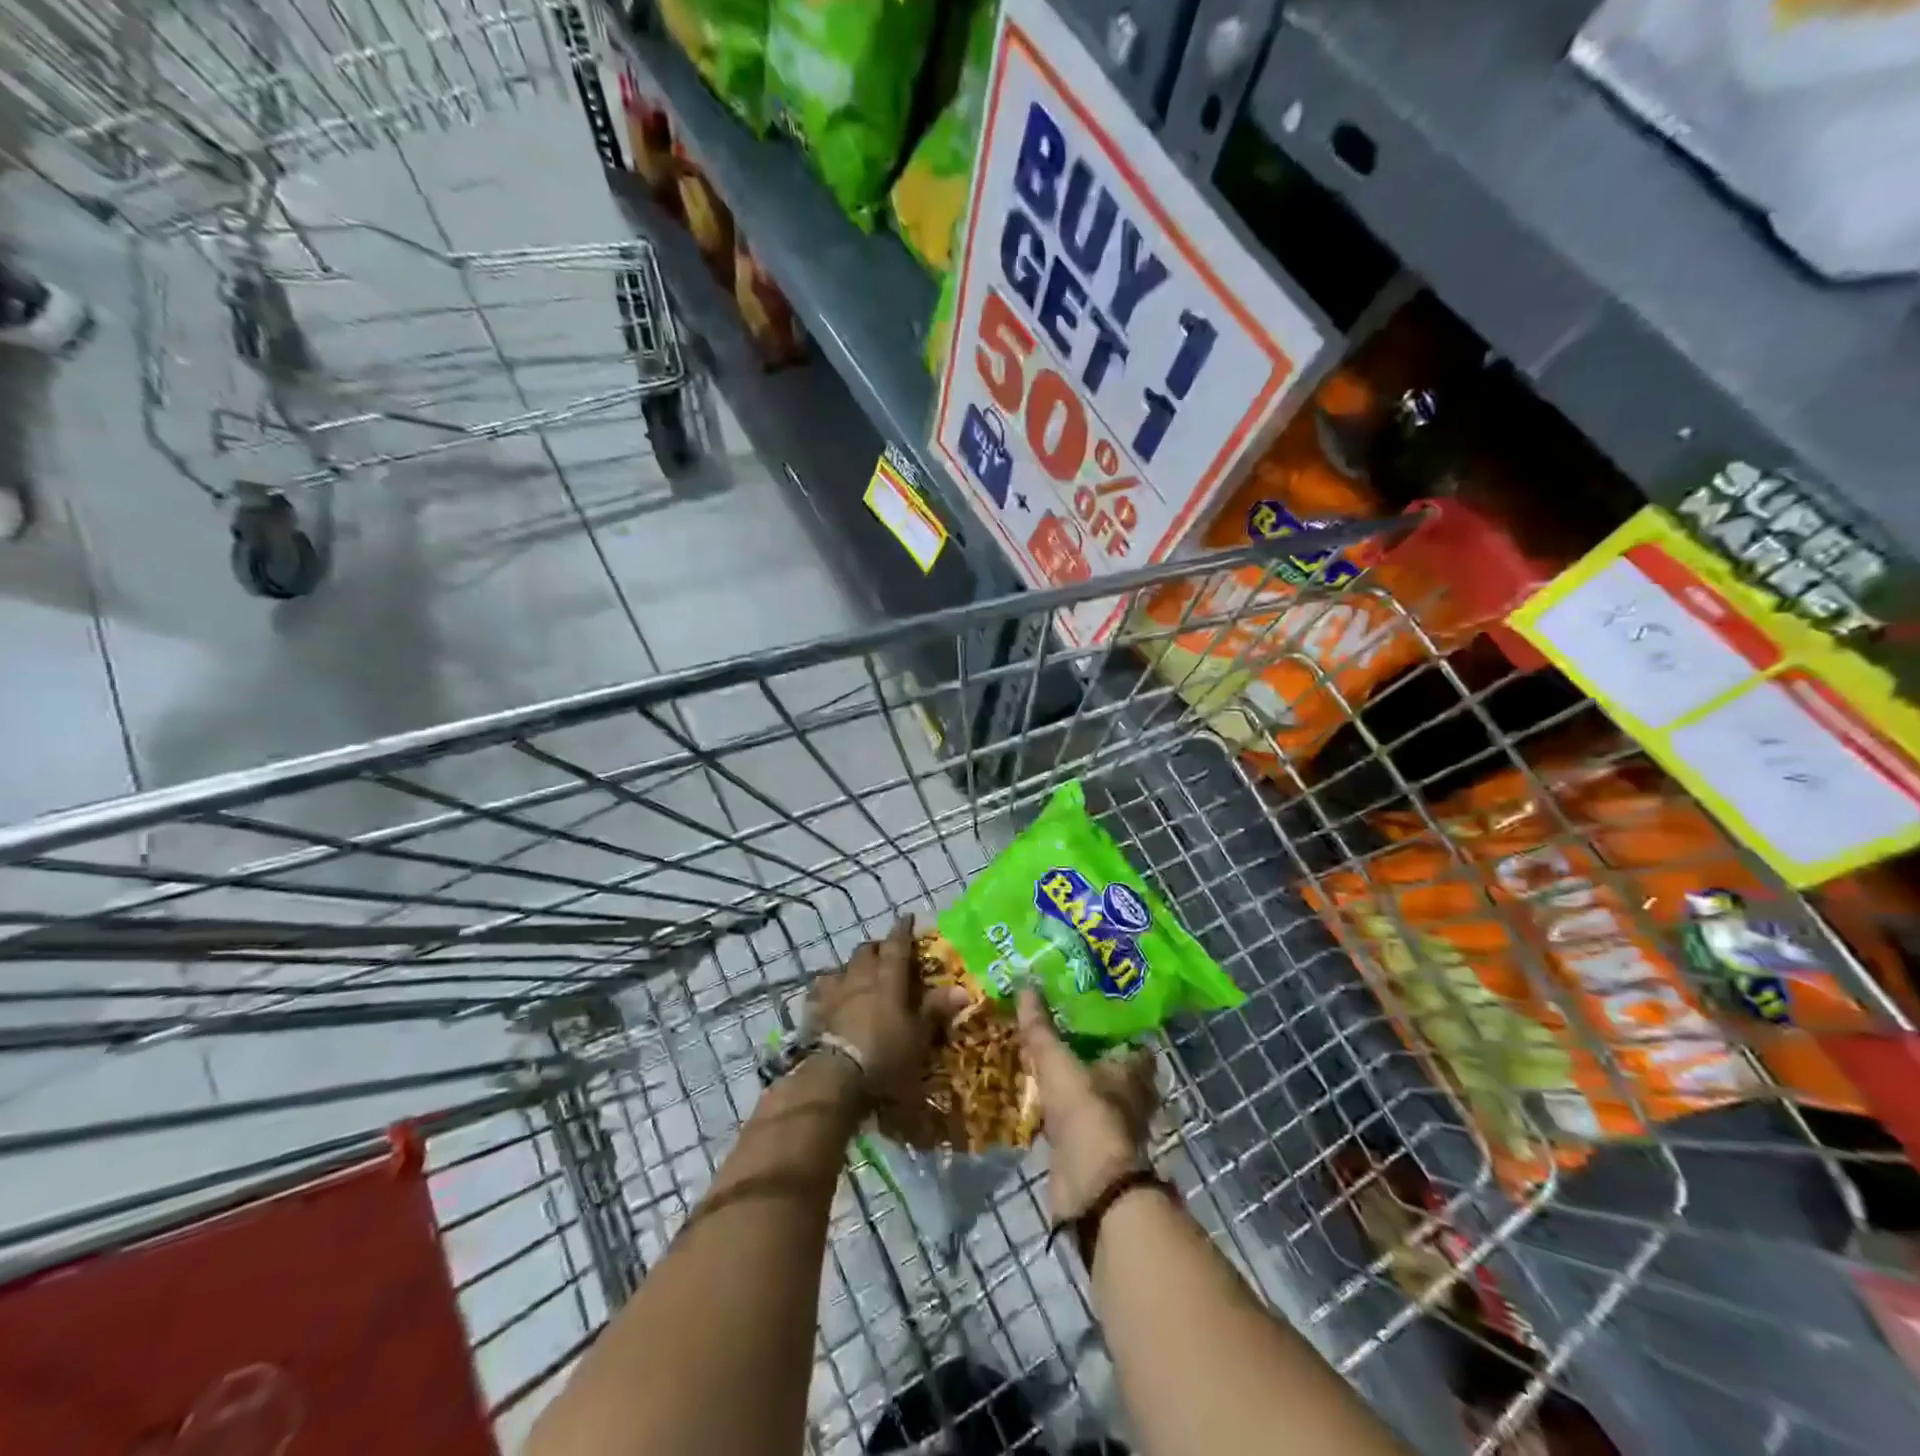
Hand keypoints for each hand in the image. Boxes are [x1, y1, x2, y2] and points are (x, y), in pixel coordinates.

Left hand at [807, 916, 964, 1109]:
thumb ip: (935, 1009)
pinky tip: (829, 996)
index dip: (902, 930)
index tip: (906, 917)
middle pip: (866, 951)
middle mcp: (859, 977)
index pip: (897, 945)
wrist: (837, 1078)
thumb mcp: (919, 1036)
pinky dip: (828, 989)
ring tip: (858, 975)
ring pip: (841, 967)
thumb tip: (962, 989)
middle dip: (877, 948)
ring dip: (852, 967)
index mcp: (888, 978)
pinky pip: (820, 991)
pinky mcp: (815, 1012)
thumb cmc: (886, 1055)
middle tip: (887, 954)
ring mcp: (834, 993)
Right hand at [1017, 988, 1160, 1221]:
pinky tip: (1042, 1105)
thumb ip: (1039, 1028)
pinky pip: (1078, 1125)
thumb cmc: (1084, 1111)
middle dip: (1094, 1058)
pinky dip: (1064, 1116)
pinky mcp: (1094, 1153)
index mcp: (1134, 1072)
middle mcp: (1132, 1099)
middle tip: (1064, 1037)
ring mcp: (1114, 1129)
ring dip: (1079, 1089)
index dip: (1119, 1031)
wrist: (1090, 1184)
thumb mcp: (1055, 1061)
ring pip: (1097, 1100)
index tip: (1094, 1015)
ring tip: (1049, 1068)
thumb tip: (1025, 985)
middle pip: (1116, 1073)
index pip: (1135, 1044)